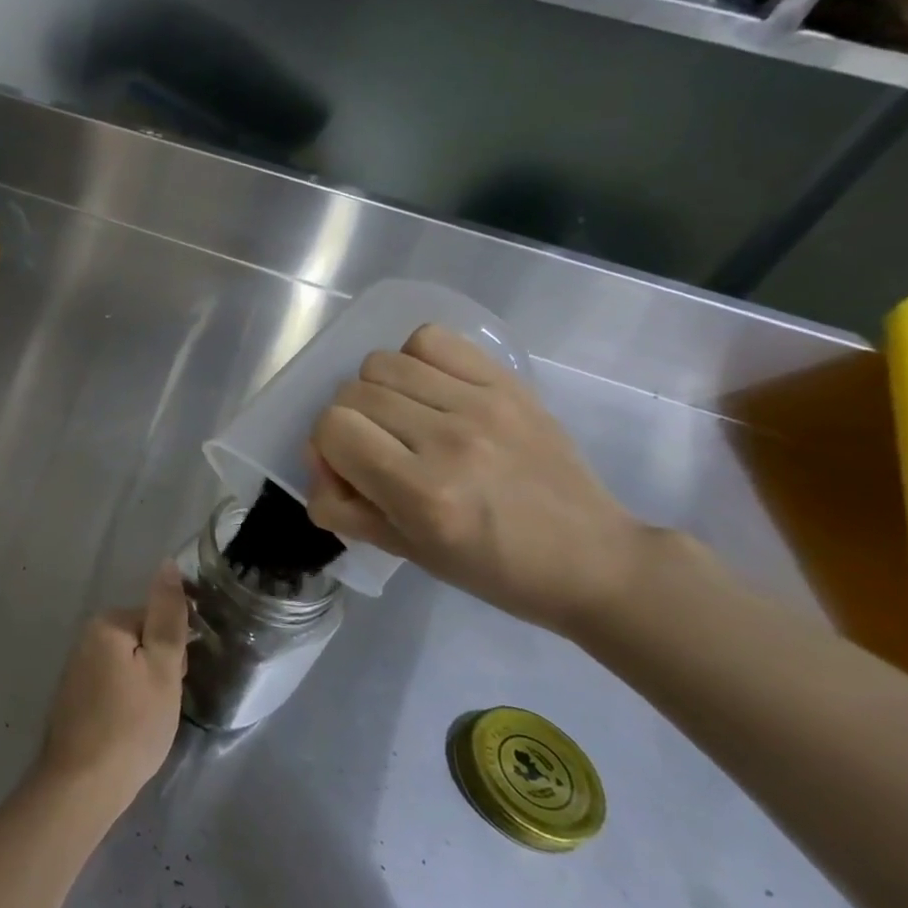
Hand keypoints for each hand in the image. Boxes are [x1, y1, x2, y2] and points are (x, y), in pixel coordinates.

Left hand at [37, 564, 189, 819]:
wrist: (82, 784)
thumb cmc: (132, 725)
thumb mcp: (162, 668)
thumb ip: (167, 615)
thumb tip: (168, 564)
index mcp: (107, 623)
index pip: (158, 620)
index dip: (175, 653)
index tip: (175, 681)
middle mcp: (86, 637)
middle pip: (143, 641)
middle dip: (160, 669)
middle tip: (161, 706)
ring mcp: (77, 668)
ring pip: (130, 666)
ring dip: (145, 687)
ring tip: (148, 722)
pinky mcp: (75, 696)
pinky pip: (113, 686)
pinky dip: (127, 702)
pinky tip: (129, 728)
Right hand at [306, 324, 649, 633]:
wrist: (591, 558)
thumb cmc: (491, 568)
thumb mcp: (403, 551)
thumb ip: (342, 505)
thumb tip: (317, 459)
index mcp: (423, 493)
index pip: (332, 428)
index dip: (327, 449)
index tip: (349, 471)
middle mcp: (450, 440)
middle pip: (351, 392)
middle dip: (349, 422)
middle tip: (376, 449)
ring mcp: (483, 405)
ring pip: (382, 362)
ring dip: (377, 390)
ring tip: (404, 417)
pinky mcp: (508, 384)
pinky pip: (430, 339)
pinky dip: (415, 360)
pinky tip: (430, 389)